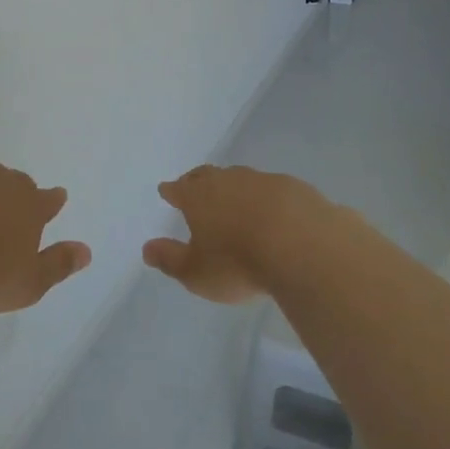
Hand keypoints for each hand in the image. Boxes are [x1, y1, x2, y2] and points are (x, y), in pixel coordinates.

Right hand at [143, 165, 322, 303]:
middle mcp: (228, 181)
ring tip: (235, 200)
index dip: (171, 191)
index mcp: (199, 197)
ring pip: (241, 179)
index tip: (165, 190)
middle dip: (197, 181)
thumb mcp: (196, 272)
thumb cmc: (238, 263)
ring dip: (235, 188)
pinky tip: (275, 212)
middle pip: (207, 175)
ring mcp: (263, 181)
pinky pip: (274, 190)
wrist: (303, 246)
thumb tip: (146, 249)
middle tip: (193, 185)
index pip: (179, 189)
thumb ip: (170, 260)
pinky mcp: (295, 188)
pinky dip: (268, 198)